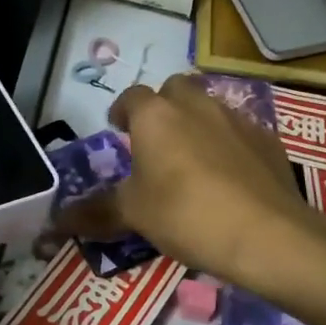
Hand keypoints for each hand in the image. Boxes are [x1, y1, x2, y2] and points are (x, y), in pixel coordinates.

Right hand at [59, 76, 308, 287]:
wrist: (266, 234)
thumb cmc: (185, 214)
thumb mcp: (133, 214)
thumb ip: (96, 211)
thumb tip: (56, 221)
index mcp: (156, 116)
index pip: (132, 96)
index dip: (123, 110)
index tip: (119, 128)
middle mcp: (196, 105)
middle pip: (175, 90)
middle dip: (163, 108)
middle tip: (156, 141)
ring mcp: (237, 119)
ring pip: (210, 108)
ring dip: (197, 124)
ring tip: (193, 160)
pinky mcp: (269, 140)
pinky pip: (240, 132)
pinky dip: (229, 145)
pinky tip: (229, 178)